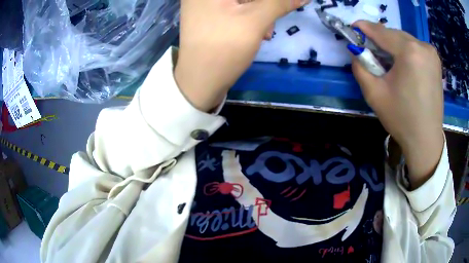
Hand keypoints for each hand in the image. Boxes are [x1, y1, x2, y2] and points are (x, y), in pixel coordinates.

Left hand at [175, 0, 307, 111]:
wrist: (199, 83)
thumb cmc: (224, 48)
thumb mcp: (255, 21)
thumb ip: (280, 3)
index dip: (269, 2)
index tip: (276, 10)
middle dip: (264, 7)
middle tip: (271, 24)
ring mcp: (202, 5)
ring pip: (241, 2)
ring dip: (259, 13)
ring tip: (264, 33)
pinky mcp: (206, 17)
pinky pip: (233, 9)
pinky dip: (248, 18)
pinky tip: (255, 32)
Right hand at [352, 21, 443, 188]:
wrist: (426, 140)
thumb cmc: (401, 119)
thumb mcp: (374, 94)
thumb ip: (360, 67)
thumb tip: (356, 52)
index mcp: (409, 51)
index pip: (381, 31)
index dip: (364, 28)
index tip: (353, 27)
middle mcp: (423, 46)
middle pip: (394, 34)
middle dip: (380, 39)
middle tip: (370, 50)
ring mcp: (432, 53)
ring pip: (405, 40)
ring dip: (393, 46)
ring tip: (387, 61)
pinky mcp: (436, 61)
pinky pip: (415, 47)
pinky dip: (405, 51)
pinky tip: (403, 66)